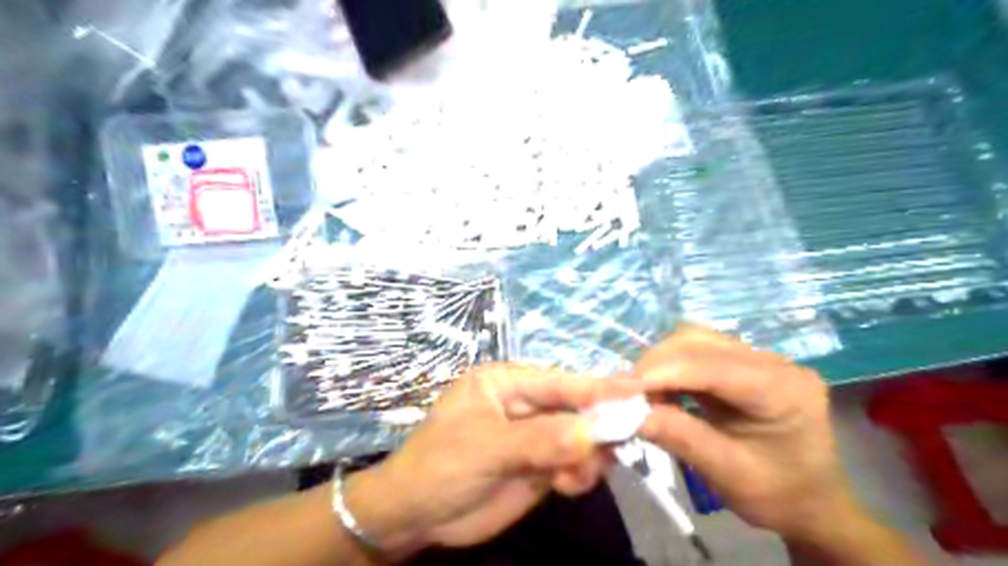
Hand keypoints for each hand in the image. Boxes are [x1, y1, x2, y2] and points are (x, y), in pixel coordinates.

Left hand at [344, 365, 636, 553]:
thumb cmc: (440, 466)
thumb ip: (539, 440)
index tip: (637, 391)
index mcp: (506, 382)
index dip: (596, 386)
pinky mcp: (541, 464)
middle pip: (575, 406)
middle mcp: (524, 403)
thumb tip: (592, 433)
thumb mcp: (485, 448)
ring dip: (589, 454)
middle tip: (618, 444)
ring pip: (581, 436)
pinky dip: (581, 473)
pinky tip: (567, 485)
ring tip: (573, 477)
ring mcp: (535, 435)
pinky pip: (575, 462)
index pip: (558, 381)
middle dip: (597, 425)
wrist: (416, 516)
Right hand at [632, 329, 852, 542]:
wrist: (813, 502)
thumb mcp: (728, 474)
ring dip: (661, 362)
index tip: (620, 389)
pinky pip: (698, 350)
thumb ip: (680, 437)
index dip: (662, 372)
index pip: (712, 366)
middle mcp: (774, 362)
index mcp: (782, 390)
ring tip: (643, 393)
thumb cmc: (778, 495)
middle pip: (699, 341)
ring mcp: (760, 358)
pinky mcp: (745, 362)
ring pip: (694, 339)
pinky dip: (671, 366)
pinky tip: (662, 389)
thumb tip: (629, 413)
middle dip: (656, 364)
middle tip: (627, 395)